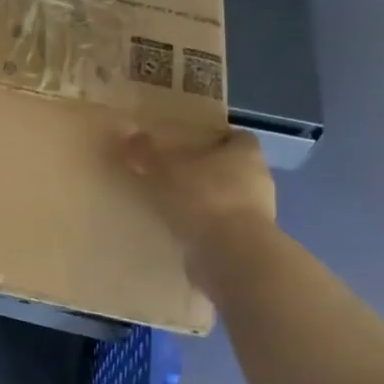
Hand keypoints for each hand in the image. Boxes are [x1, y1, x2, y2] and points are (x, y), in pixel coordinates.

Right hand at [120, 129, 276, 266]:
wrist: (232, 255)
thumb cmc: (203, 198)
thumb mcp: (164, 170)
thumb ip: (145, 151)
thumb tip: (125, 128)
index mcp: (246, 154)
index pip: (237, 138)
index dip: (216, 139)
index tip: (191, 144)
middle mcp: (258, 180)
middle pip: (233, 169)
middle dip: (207, 171)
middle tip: (174, 173)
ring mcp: (258, 215)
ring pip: (229, 199)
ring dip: (207, 201)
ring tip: (174, 204)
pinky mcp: (249, 243)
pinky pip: (224, 228)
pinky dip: (207, 228)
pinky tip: (182, 231)